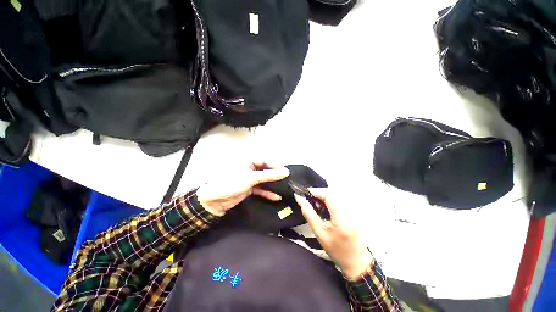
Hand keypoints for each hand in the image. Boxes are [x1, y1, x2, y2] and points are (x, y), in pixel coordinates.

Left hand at [196, 161, 289, 215]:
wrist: (214, 200)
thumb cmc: (231, 182)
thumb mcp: (251, 177)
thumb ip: (268, 175)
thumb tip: (285, 172)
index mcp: (248, 162)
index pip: (265, 160)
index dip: (275, 165)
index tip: (285, 172)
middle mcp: (250, 169)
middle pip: (265, 170)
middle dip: (275, 176)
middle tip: (286, 180)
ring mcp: (249, 180)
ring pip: (264, 180)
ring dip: (272, 185)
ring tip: (284, 188)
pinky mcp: (249, 189)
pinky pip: (261, 189)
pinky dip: (267, 193)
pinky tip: (276, 197)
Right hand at [295, 189, 372, 280]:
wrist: (357, 261)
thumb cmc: (336, 250)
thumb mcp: (319, 233)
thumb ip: (309, 213)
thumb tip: (299, 198)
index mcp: (342, 216)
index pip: (328, 195)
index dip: (316, 191)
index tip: (305, 193)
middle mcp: (350, 209)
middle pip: (332, 193)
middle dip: (319, 193)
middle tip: (309, 199)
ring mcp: (354, 209)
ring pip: (336, 195)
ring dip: (324, 196)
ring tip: (315, 204)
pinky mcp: (355, 211)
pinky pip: (340, 199)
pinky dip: (330, 200)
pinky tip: (325, 207)